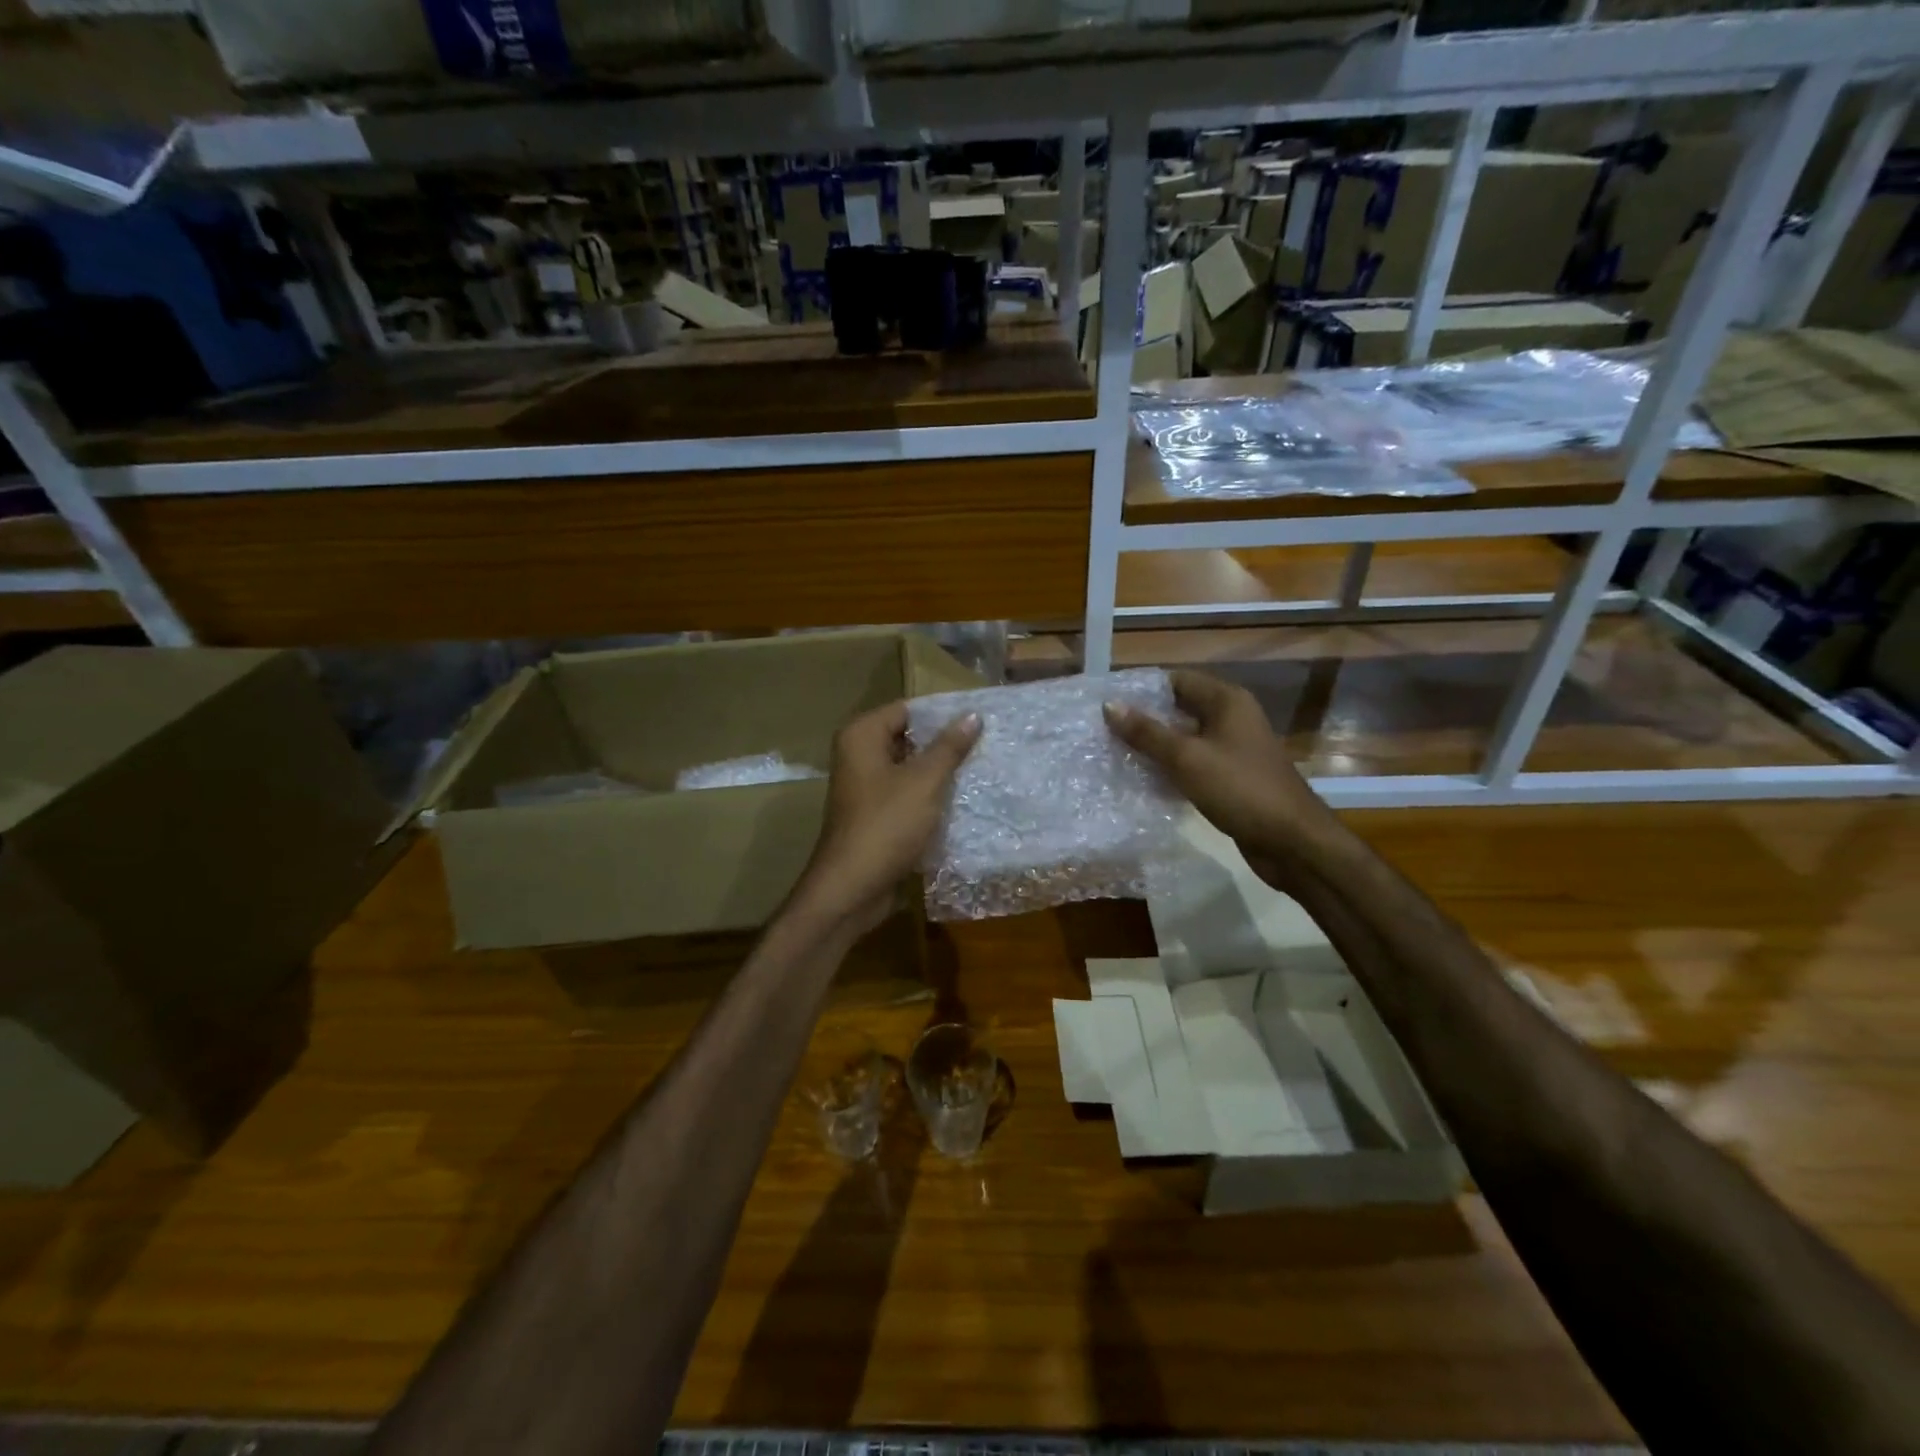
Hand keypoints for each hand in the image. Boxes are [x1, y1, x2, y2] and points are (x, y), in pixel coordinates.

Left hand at [795, 700, 980, 933]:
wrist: (852, 889)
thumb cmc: (886, 825)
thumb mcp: (924, 781)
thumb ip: (949, 747)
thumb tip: (972, 715)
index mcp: (861, 736)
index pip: (907, 709)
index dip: (941, 713)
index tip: (979, 719)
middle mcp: (858, 755)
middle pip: (908, 737)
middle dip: (943, 743)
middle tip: (986, 743)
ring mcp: (865, 787)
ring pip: (909, 768)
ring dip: (939, 771)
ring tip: (981, 767)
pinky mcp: (874, 814)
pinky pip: (906, 793)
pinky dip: (929, 795)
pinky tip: (961, 798)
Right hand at [1103, 670, 1337, 886]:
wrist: (1292, 841)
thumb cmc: (1240, 789)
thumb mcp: (1187, 758)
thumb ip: (1147, 732)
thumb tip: (1109, 705)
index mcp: (1227, 701)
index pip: (1176, 680)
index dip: (1142, 689)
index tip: (1107, 702)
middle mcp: (1232, 717)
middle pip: (1179, 708)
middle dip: (1144, 718)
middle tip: (1104, 729)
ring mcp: (1234, 748)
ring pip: (1185, 738)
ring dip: (1155, 745)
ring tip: (1115, 752)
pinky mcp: (1232, 776)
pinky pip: (1193, 763)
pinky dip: (1170, 767)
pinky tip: (1143, 779)